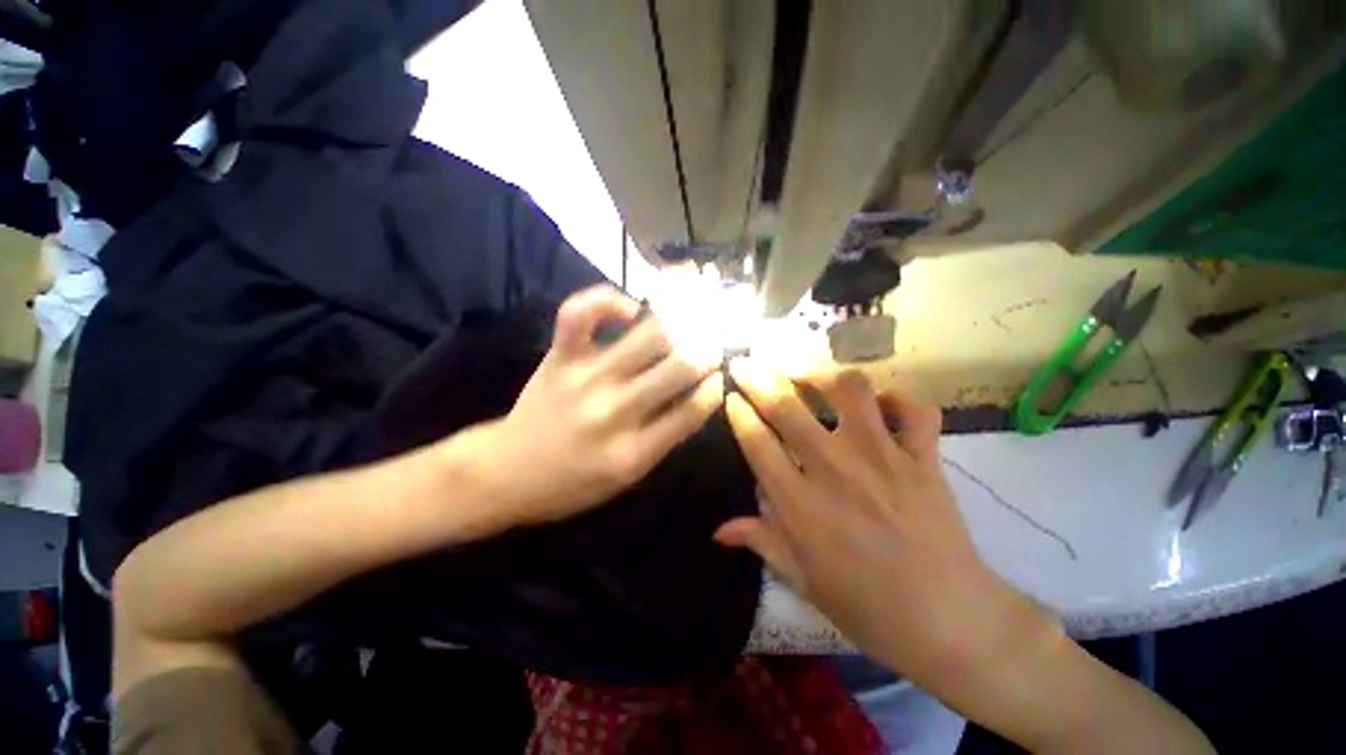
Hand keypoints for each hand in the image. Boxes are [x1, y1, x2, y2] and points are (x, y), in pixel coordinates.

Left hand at [460, 285, 724, 525]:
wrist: (507, 473)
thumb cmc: (572, 483)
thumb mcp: (628, 478)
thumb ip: (666, 438)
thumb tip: (699, 395)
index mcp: (634, 452)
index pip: (693, 410)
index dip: (714, 388)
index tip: (717, 378)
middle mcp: (615, 411)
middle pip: (679, 366)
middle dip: (706, 353)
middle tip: (708, 350)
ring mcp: (586, 377)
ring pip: (649, 334)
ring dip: (675, 329)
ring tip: (677, 333)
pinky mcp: (560, 357)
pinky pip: (581, 313)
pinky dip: (609, 301)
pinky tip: (628, 312)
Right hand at [715, 360, 1051, 693]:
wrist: (949, 621)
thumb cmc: (866, 605)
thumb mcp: (801, 578)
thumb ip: (760, 541)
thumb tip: (718, 531)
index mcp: (800, 503)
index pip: (756, 441)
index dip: (738, 412)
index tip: (731, 397)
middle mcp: (835, 469)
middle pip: (786, 406)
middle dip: (757, 377)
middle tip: (744, 363)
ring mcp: (883, 457)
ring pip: (849, 390)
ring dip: (821, 374)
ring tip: (807, 375)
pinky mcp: (923, 457)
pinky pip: (914, 409)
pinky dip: (898, 397)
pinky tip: (880, 402)